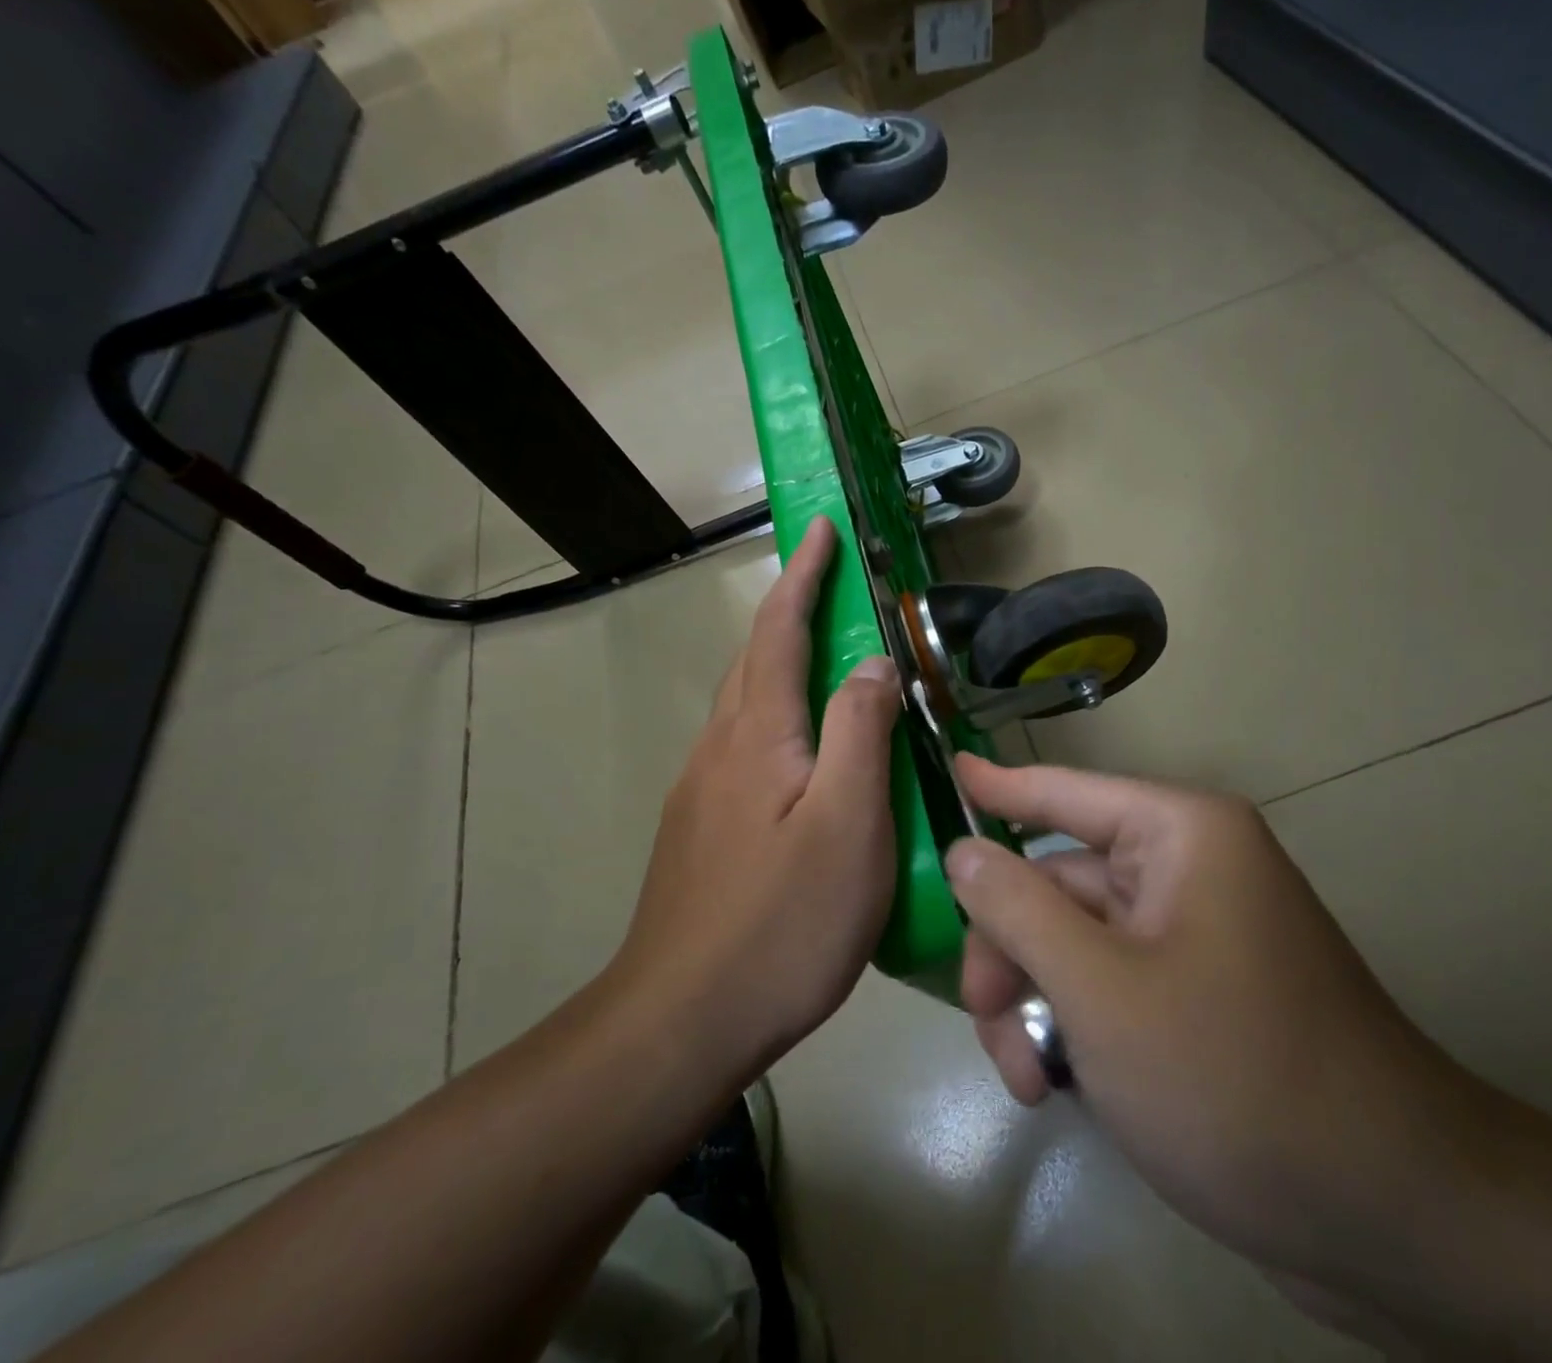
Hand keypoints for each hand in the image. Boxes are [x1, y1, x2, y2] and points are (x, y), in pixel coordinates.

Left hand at [606, 515, 903, 1081]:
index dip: (803, 575)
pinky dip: (776, 717)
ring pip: (746, 705)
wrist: (679, 1022)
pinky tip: (800, 752)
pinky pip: (742, 746)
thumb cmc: (782, 921)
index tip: (821, 529)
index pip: (780, 630)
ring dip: (780, 663)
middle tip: (831, 586)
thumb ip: (859, 731)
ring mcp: (700, 791)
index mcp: (757, 735)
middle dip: (790, 609)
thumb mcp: (848, 822)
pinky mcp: (699, 830)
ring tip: (826, 660)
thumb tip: (872, 663)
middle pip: (754, 659)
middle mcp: (719, 748)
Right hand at [945, 756, 1499, 1295]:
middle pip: (1059, 883)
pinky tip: (1060, 1085)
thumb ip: (1018, 910)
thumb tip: (965, 849)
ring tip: (1028, 1079)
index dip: (1000, 783)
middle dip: (1011, 951)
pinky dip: (1075, 1025)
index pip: (1066, 791)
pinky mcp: (1200, 994)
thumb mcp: (1100, 990)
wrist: (1390, 1218)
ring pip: (1076, 943)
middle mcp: (1189, 869)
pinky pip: (1110, 983)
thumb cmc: (1234, 1077)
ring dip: (1037, 1002)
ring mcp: (1196, 934)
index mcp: (1180, 836)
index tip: (947, 767)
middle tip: (983, 1019)